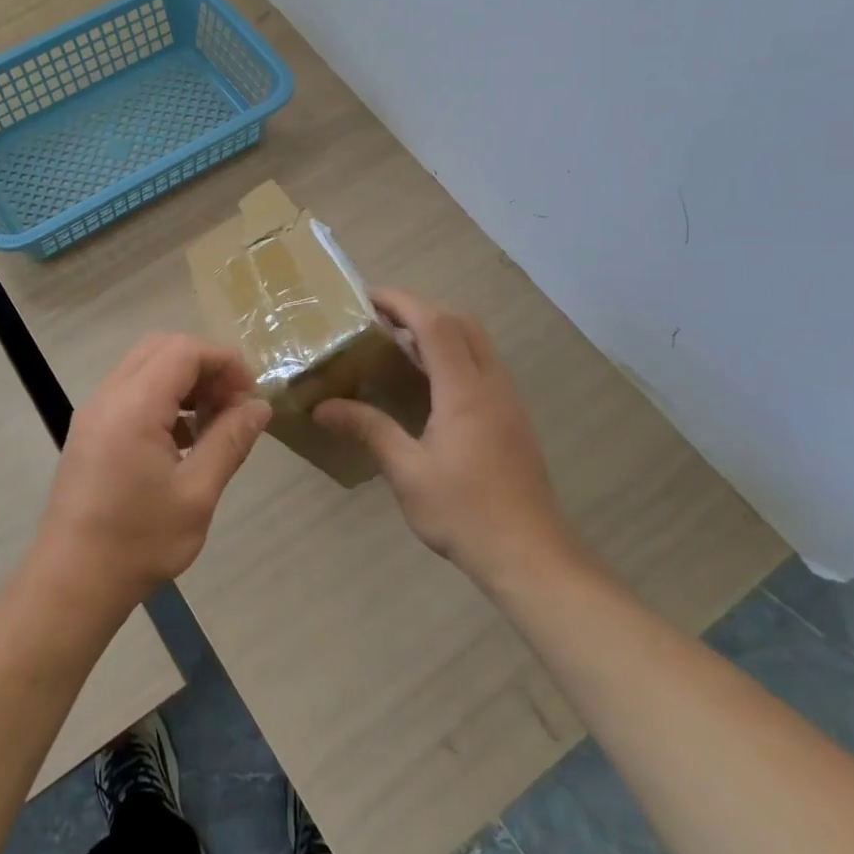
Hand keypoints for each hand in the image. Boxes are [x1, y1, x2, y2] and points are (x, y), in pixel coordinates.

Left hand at [36, 333, 271, 616]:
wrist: (71, 582)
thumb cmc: (138, 541)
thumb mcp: (197, 494)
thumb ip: (230, 441)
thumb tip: (260, 406)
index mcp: (134, 405)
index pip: (185, 351)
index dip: (225, 361)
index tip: (250, 395)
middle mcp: (109, 396)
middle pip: (163, 348)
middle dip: (205, 366)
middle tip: (233, 404)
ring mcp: (94, 412)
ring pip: (145, 367)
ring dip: (184, 381)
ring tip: (213, 423)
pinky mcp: (89, 430)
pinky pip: (130, 391)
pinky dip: (162, 398)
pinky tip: (184, 440)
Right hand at [314, 289, 576, 589]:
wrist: (530, 556)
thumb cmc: (465, 513)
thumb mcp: (407, 472)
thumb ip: (369, 430)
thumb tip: (322, 407)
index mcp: (465, 391)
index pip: (435, 324)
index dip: (401, 302)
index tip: (367, 297)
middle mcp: (491, 384)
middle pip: (461, 323)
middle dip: (420, 310)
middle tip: (380, 321)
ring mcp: (507, 400)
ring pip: (476, 342)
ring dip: (439, 331)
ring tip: (397, 346)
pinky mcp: (512, 418)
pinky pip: (482, 365)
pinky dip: (453, 354)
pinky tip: (427, 384)